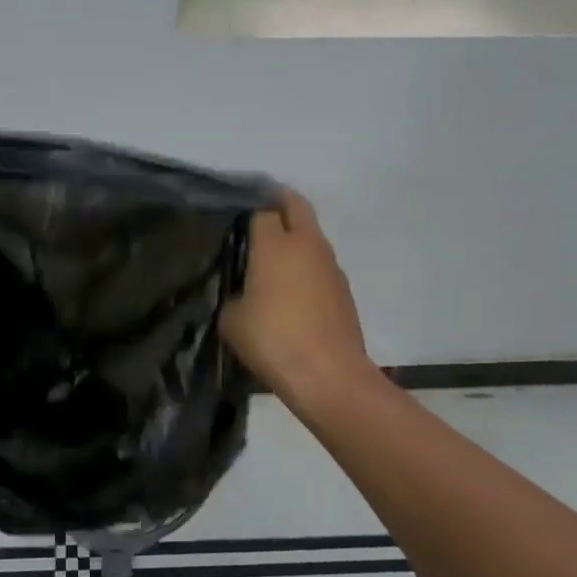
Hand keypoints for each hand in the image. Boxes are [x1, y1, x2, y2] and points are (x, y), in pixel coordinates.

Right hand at [222, 188, 377, 414]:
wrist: (328, 375)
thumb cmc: (274, 339)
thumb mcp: (232, 320)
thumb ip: (232, 297)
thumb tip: (241, 294)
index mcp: (275, 244)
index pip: (261, 208)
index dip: (247, 208)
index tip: (234, 217)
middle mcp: (306, 244)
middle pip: (295, 205)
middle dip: (278, 201)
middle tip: (258, 213)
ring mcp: (330, 265)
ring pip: (311, 235)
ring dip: (295, 236)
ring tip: (272, 258)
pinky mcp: (343, 289)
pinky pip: (320, 264)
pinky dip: (306, 265)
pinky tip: (291, 289)